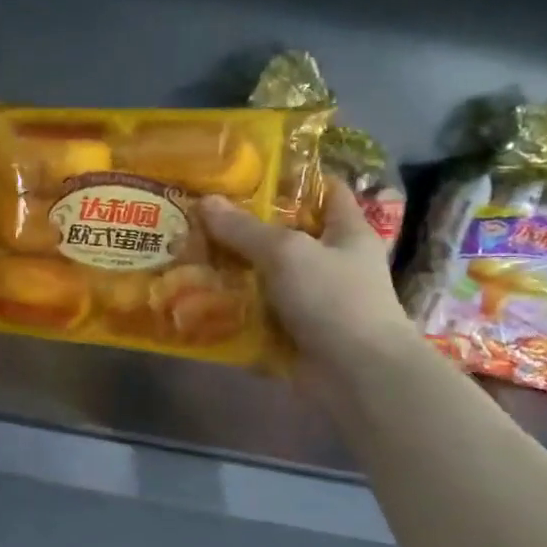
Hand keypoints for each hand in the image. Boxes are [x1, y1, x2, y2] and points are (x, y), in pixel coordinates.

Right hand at [202, 185, 421, 396]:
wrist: (357, 375)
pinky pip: (256, 312)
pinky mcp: (293, 332)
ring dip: (232, 269)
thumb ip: (244, 228)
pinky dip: (232, 308)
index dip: (296, 178)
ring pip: (266, 275)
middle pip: (285, 235)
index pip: (327, 192)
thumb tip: (205, 202)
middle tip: (201, 213)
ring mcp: (312, 300)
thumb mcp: (286, 252)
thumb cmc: (334, 299)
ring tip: (188, 252)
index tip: (252, 170)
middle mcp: (332, 263)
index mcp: (347, 232)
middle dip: (245, 227)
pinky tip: (197, 297)